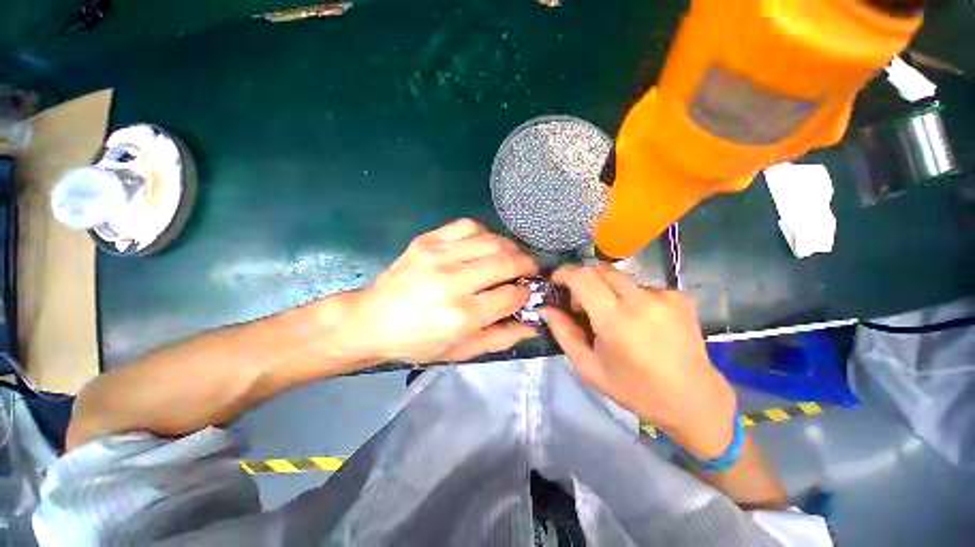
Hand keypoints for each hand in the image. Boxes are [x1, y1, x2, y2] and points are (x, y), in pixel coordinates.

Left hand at [346, 219, 539, 363]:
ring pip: (491, 240)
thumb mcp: (461, 351)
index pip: (511, 295)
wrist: (372, 320)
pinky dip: (485, 233)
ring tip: (511, 256)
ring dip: (510, 247)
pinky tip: (485, 244)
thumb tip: (534, 325)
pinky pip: (467, 225)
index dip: (527, 293)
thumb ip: (501, 338)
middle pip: (506, 261)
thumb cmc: (418, 342)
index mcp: (462, 315)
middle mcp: (453, 281)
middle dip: (527, 264)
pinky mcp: (427, 240)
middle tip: (529, 270)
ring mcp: (438, 255)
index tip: (528, 292)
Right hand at [542, 264, 736, 460]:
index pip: (583, 277)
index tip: (556, 280)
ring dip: (605, 289)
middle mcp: (643, 300)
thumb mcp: (589, 367)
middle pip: (600, 270)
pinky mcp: (679, 295)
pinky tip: (636, 319)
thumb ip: (563, 333)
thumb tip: (546, 308)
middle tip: (579, 303)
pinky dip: (628, 296)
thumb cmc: (634, 389)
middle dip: (582, 279)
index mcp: (617, 321)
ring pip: (619, 277)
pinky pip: (640, 285)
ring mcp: (665, 294)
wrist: (694, 400)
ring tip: (610, 315)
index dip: (565, 273)